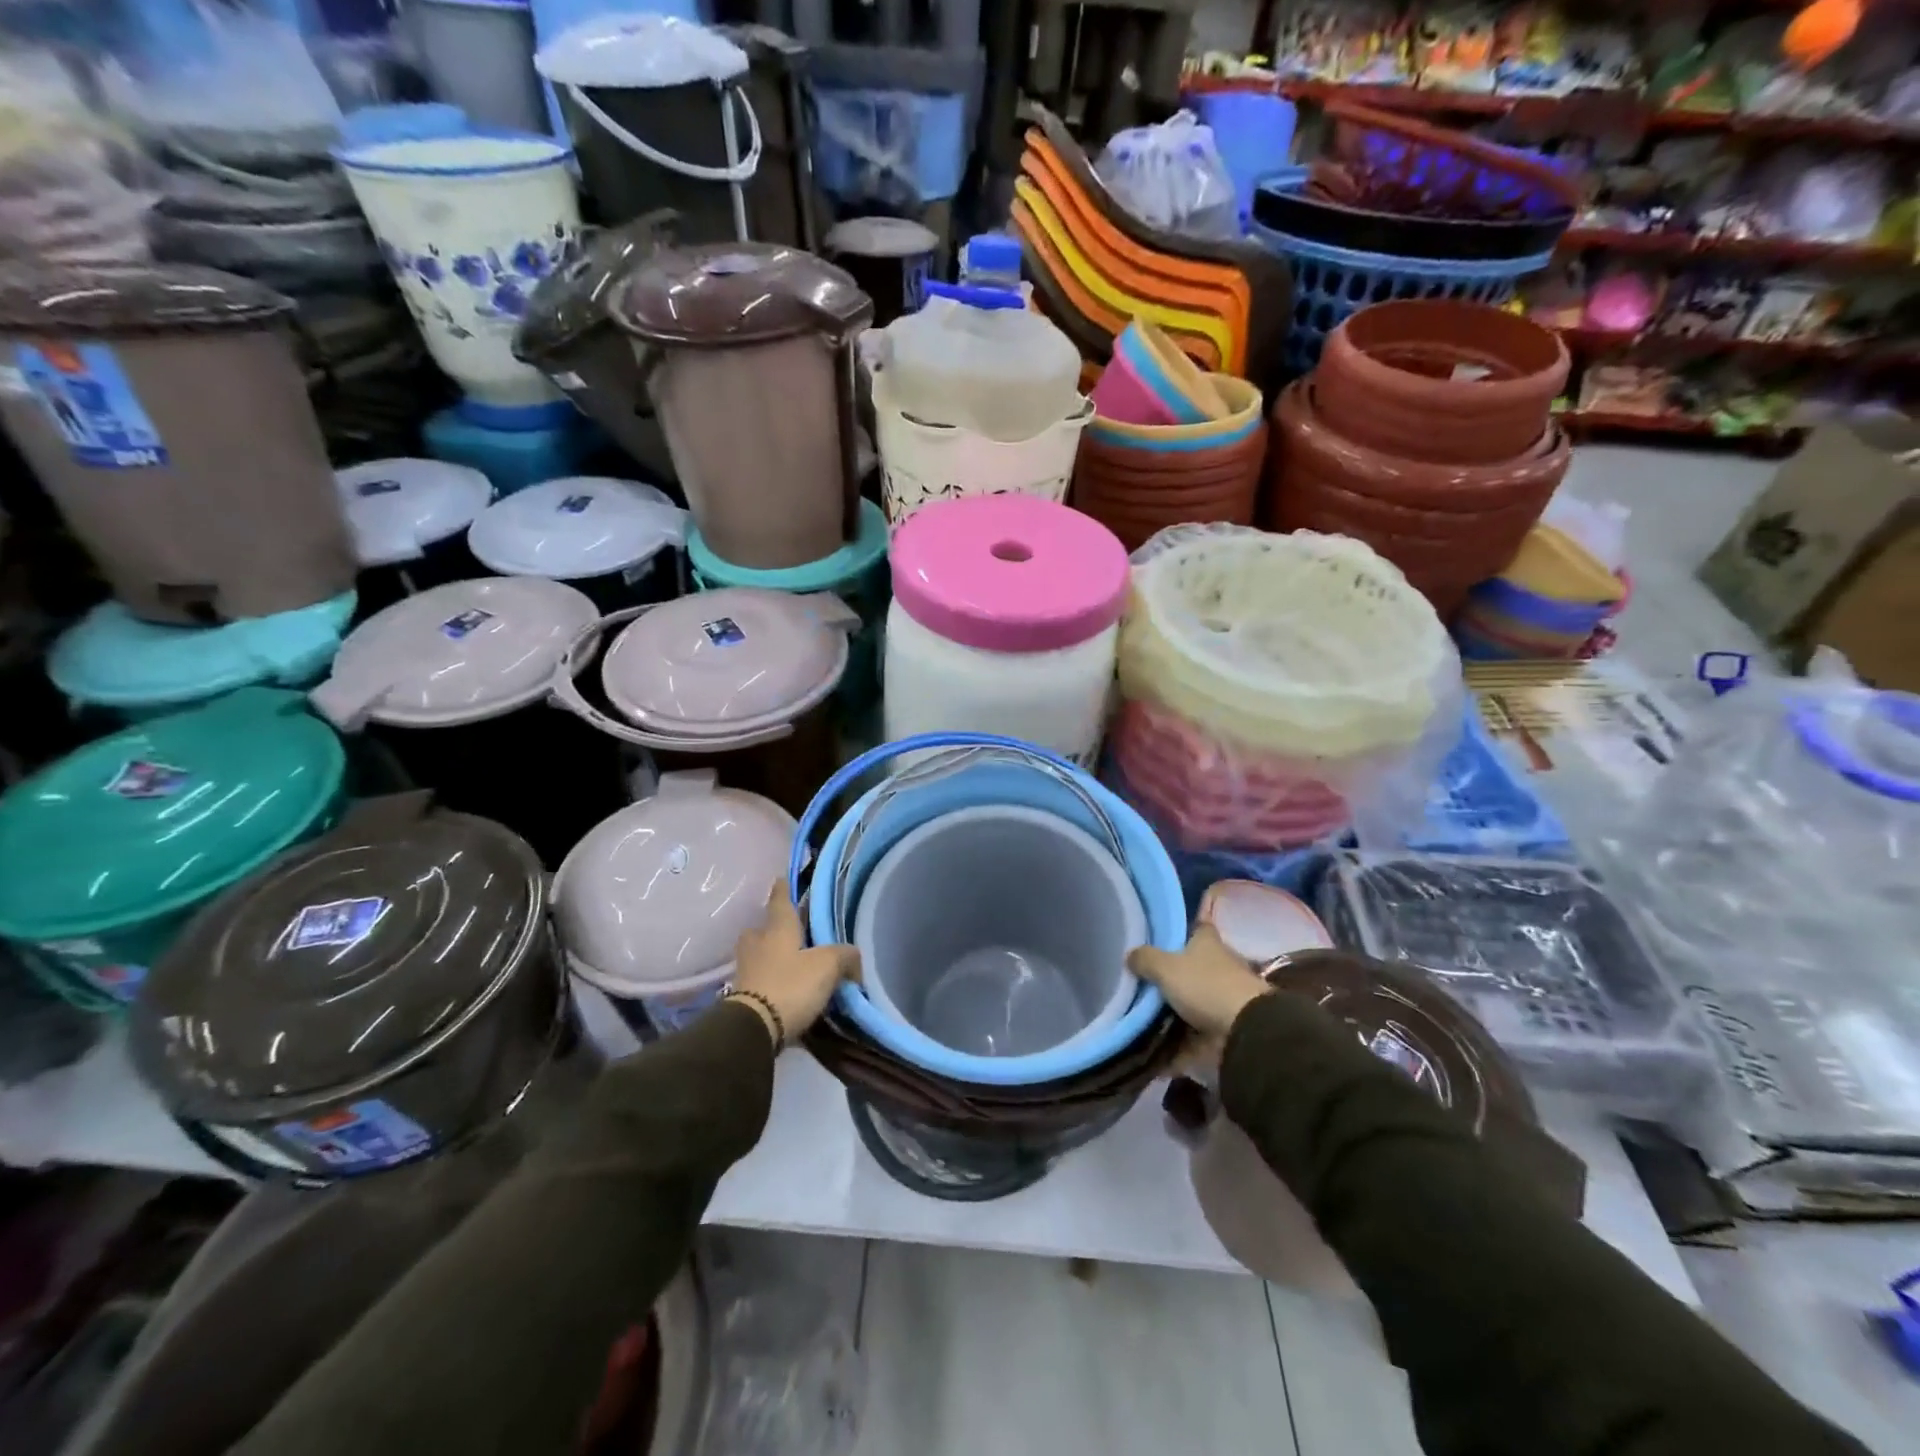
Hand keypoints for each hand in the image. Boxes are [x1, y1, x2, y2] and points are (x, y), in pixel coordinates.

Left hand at [730, 879, 859, 1046]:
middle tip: (789, 932)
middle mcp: (758, 944)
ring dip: (770, 957)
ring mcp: (746, 971)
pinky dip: (769, 982)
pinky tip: (784, 990)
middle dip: (772, 928)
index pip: (781, 901)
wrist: (752, 1029)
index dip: (783, 889)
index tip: (781, 878)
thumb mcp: (828, 965)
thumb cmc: (791, 985)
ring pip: (758, 955)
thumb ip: (845, 956)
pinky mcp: (741, 998)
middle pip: (762, 929)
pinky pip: (758, 981)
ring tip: (790, 964)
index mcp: (777, 928)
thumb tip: (853, 959)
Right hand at [1127, 925, 1268, 1052]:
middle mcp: (1219, 966)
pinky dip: (1175, 1042)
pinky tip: (1150, 1045)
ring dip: (1171, 1010)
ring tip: (1137, 1015)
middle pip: (1190, 966)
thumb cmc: (1205, 986)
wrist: (1245, 1032)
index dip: (1178, 932)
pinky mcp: (1222, 1028)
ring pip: (1190, 1001)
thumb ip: (1145, 958)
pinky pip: (1191, 1034)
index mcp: (1208, 943)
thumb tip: (1129, 954)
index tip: (1156, 939)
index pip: (1195, 928)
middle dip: (1169, 975)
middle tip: (1137, 981)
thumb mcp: (1165, 967)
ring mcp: (1222, 999)